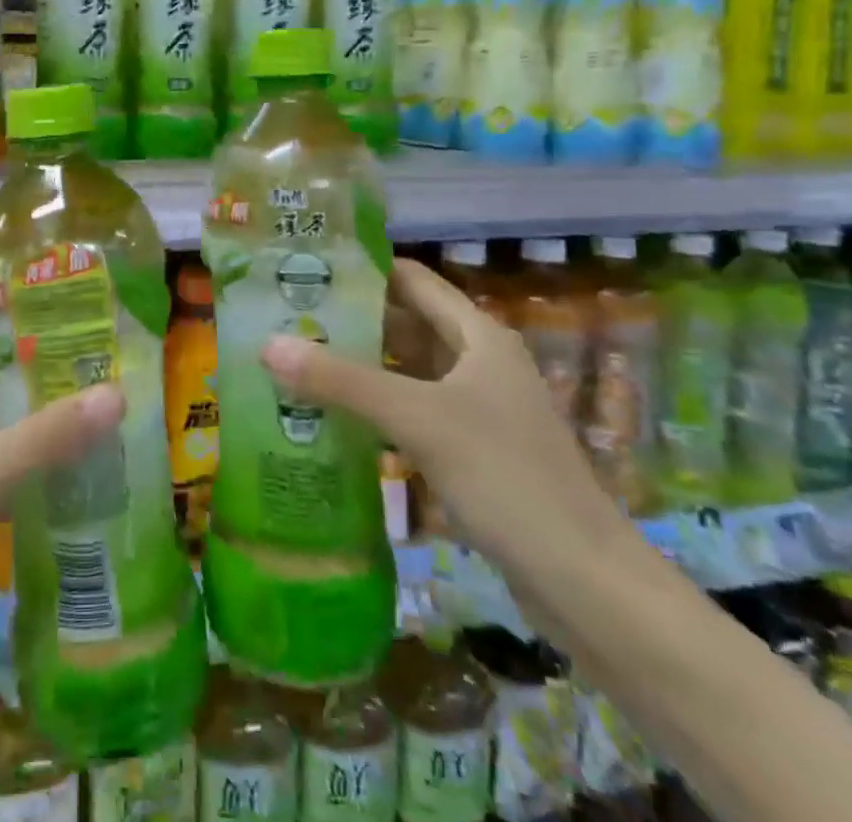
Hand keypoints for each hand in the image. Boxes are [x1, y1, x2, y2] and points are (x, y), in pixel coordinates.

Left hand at [0, 297, 125, 608]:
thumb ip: (44, 437)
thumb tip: (116, 394)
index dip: (20, 297)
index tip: (77, 287)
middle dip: (47, 350)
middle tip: (109, 340)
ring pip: (5, 413)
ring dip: (47, 402)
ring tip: (109, 387)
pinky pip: (8, 457)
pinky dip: (41, 451)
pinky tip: (85, 454)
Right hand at [261, 257, 622, 567]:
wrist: (584, 581)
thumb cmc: (505, 477)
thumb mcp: (418, 419)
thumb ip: (341, 381)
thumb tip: (267, 345)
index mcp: (478, 335)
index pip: (412, 280)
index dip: (364, 270)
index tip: (308, 269)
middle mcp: (480, 361)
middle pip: (408, 323)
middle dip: (353, 320)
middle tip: (291, 318)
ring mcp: (479, 408)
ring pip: (410, 371)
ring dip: (363, 366)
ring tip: (300, 361)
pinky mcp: (474, 450)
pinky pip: (416, 411)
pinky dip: (379, 407)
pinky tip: (337, 417)